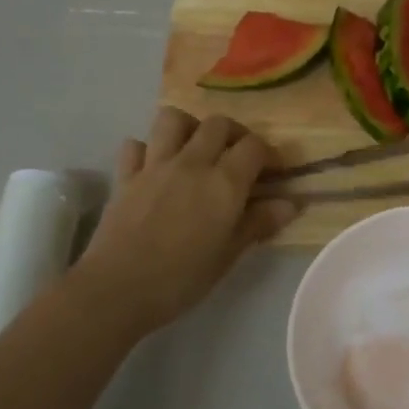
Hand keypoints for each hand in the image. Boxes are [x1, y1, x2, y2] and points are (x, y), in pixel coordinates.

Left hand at [74, 107, 297, 333]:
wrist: (118, 288)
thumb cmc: (182, 278)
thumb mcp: (229, 255)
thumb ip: (259, 223)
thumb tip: (291, 203)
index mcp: (224, 182)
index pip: (254, 146)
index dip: (270, 154)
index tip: (275, 172)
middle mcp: (191, 163)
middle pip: (218, 124)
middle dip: (235, 134)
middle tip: (239, 158)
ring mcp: (154, 165)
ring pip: (174, 119)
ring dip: (190, 128)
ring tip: (197, 150)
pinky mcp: (125, 176)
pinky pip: (136, 145)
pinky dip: (148, 149)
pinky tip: (155, 168)